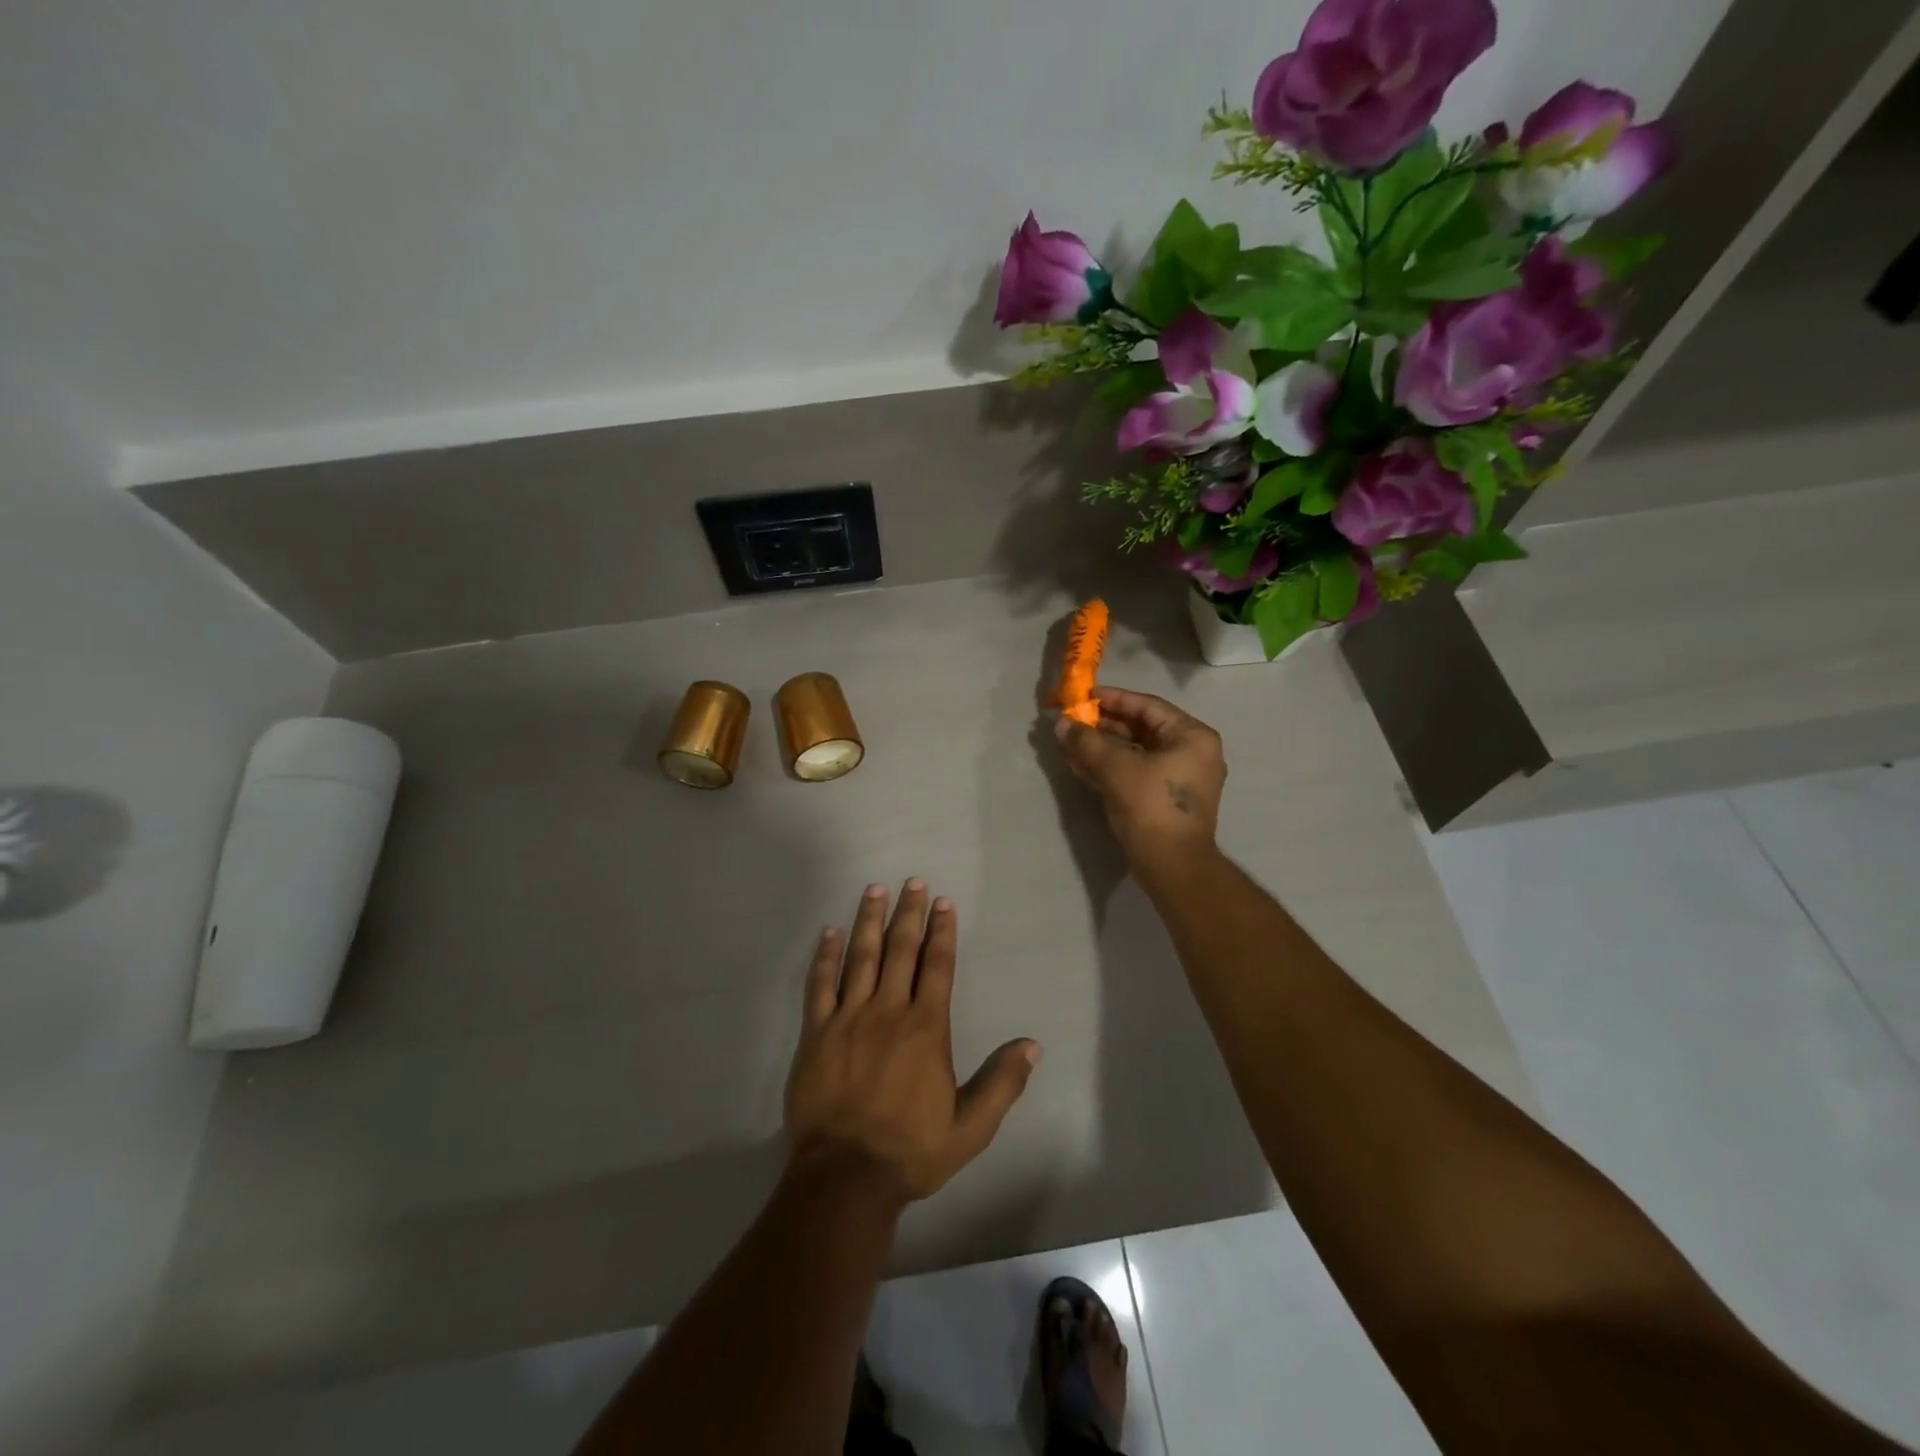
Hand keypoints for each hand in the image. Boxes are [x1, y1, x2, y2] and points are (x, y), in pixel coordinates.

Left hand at [784, 881, 1041, 1204]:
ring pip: (861, 958)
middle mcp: (888, 1011)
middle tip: (912, 881)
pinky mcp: (817, 1033)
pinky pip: (820, 986)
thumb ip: (1002, 1083)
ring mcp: (849, 1019)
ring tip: (874, 890)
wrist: (846, 1176)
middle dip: (908, 913)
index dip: (942, 931)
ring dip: (869, 921)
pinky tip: (829, 932)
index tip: (943, 902)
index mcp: (926, 1027)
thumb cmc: (911, 1150)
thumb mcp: (971, 1127)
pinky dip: (825, 957)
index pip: (937, 966)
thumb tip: (1033, 1044)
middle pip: (900, 950)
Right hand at [1054, 686, 1226, 871]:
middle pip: (1143, 729)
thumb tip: (1062, 724)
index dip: (1113, 699)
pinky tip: (1082, 767)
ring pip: (1138, 753)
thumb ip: (1087, 741)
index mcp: (1192, 736)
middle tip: (1074, 722)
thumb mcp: (1115, 768)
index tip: (1085, 696)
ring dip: (1104, 748)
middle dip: (1104, 726)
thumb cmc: (1150, 806)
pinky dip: (1113, 768)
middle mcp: (1193, 752)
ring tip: (1072, 744)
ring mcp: (1182, 778)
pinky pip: (1138, 773)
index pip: (1147, 706)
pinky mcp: (1168, 800)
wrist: (1172, 865)